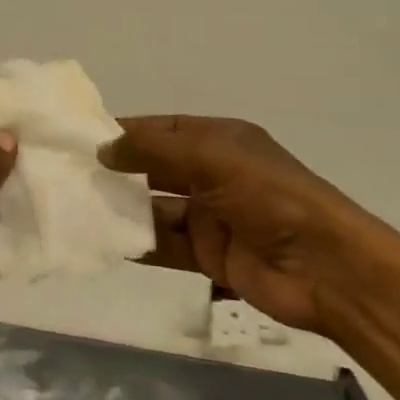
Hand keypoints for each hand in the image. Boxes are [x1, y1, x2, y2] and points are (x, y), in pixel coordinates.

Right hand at [104, 116, 399, 335]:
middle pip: (155, 168)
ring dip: (123, 208)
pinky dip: (137, 242)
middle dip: (118, 170)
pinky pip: (164, 244)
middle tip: (71, 174)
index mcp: (221, 141)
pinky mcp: (208, 254)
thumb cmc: (271, 198)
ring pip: (155, 207)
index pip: (163, 130)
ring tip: (78, 207)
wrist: (328, 269)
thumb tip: (103, 149)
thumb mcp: (211, 158)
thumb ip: (154, 151)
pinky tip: (104, 240)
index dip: (126, 132)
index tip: (82, 138)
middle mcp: (214, 174)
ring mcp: (211, 216)